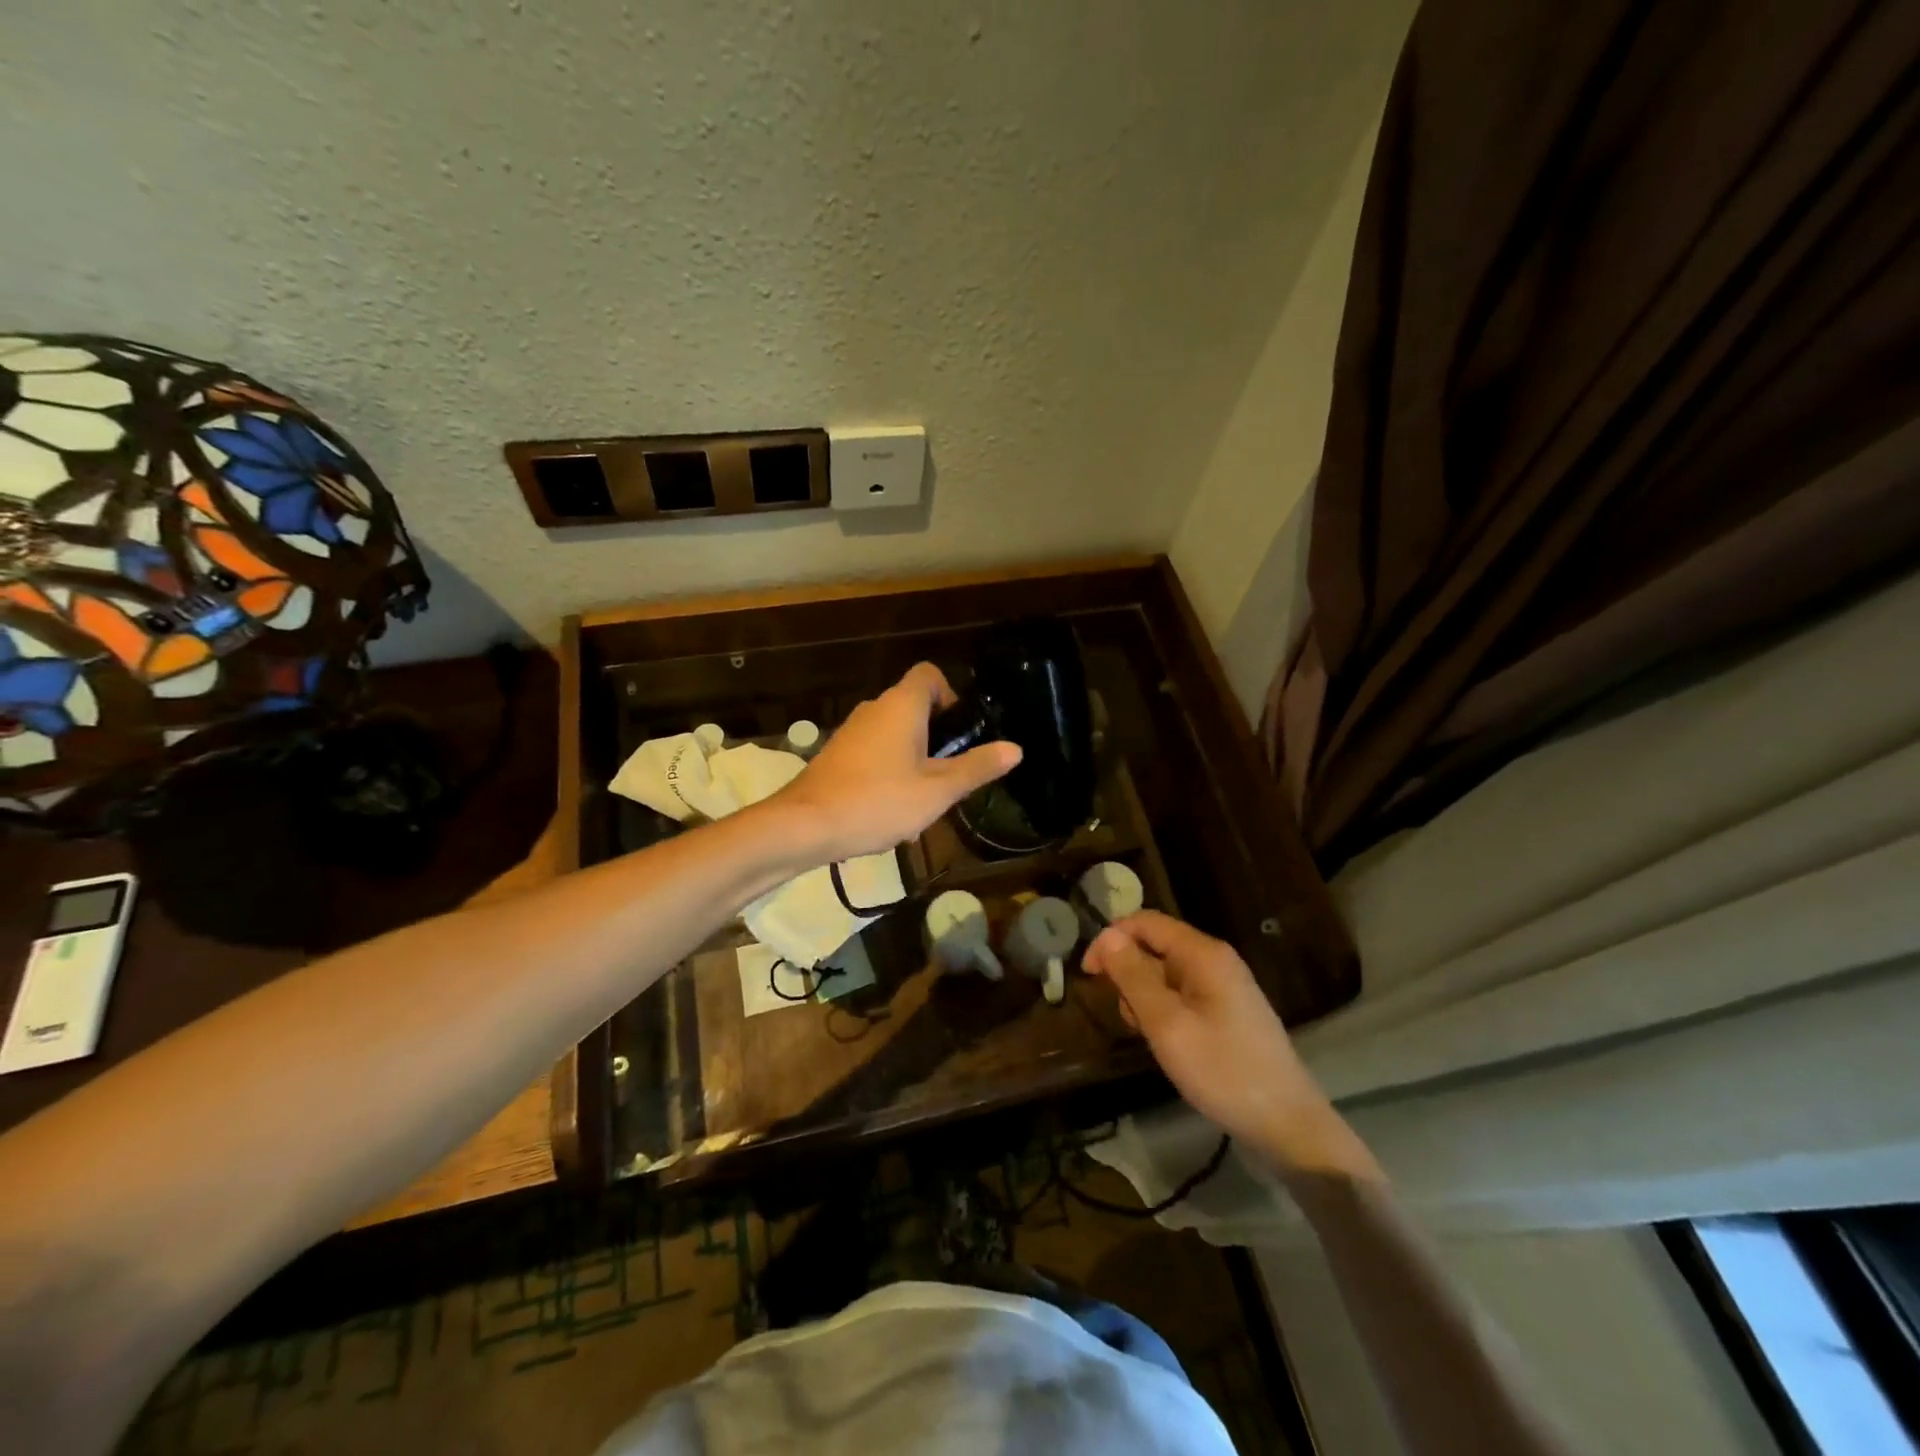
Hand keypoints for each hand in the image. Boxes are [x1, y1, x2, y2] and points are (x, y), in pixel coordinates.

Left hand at [772, 662, 1020, 862]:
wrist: (805, 825)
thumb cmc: (878, 801)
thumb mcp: (937, 791)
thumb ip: (976, 767)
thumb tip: (1014, 749)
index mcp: (901, 706)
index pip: (929, 674)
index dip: (951, 694)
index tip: (960, 731)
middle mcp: (875, 709)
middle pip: (915, 707)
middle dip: (937, 738)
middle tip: (950, 775)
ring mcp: (852, 732)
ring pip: (895, 735)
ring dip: (915, 761)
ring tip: (925, 803)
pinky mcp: (837, 755)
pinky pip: (875, 753)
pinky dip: (890, 772)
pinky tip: (893, 814)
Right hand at [1083, 911, 1369, 1176]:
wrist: (1288, 1125)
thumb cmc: (1223, 1071)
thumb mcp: (1167, 1024)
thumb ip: (1133, 977)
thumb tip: (1107, 936)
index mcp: (1203, 954)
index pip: (1145, 922)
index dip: (1111, 939)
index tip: (1088, 974)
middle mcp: (1215, 961)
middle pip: (1155, 947)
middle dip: (1130, 976)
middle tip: (1130, 1019)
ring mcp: (1224, 987)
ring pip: (1165, 975)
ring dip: (1145, 999)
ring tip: (1153, 1038)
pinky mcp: (1227, 1012)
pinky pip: (1182, 996)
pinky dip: (1165, 1013)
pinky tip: (1169, 1045)